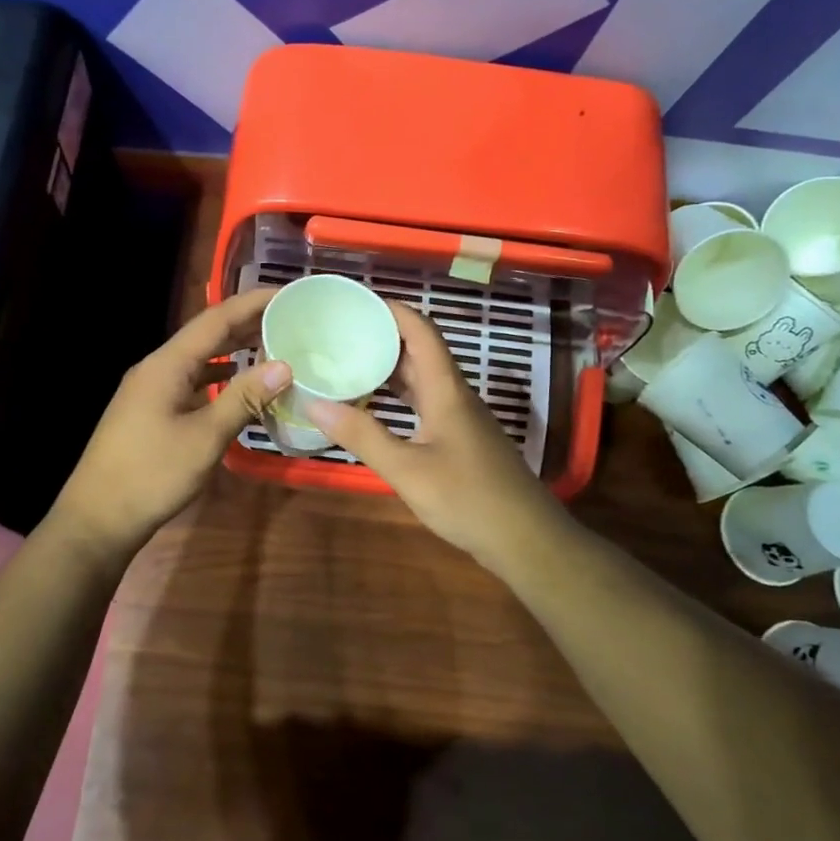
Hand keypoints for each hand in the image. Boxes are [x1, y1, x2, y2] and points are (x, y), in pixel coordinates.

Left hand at [50, 287, 288, 558]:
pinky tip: (238, 385)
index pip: (215, 320)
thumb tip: (284, 365)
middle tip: (289, 317)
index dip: (252, 302)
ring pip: (198, 360)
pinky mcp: (150, 412)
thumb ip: (243, 398)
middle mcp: (156, 369)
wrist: (97, 519)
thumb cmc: (151, 475)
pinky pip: (191, 383)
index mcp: (166, 365)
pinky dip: (219, 378)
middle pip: (206, 335)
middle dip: (246, 323)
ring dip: (233, 350)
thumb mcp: (205, 437)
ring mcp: (150, 391)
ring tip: (272, 344)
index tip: (288, 293)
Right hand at [308, 303, 572, 577]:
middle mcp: (455, 396)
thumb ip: (362, 435)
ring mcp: (461, 419)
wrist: (525, 539)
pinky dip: (399, 398)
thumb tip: (314, 403)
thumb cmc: (467, 499)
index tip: (356, 301)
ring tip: (348, 364)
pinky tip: (375, 409)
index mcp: (446, 390)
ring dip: (390, 368)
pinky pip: (425, 404)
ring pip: (423, 380)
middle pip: (420, 352)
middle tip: (339, 333)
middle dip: (383, 337)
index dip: (392, 310)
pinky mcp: (461, 441)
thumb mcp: (407, 469)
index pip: (421, 332)